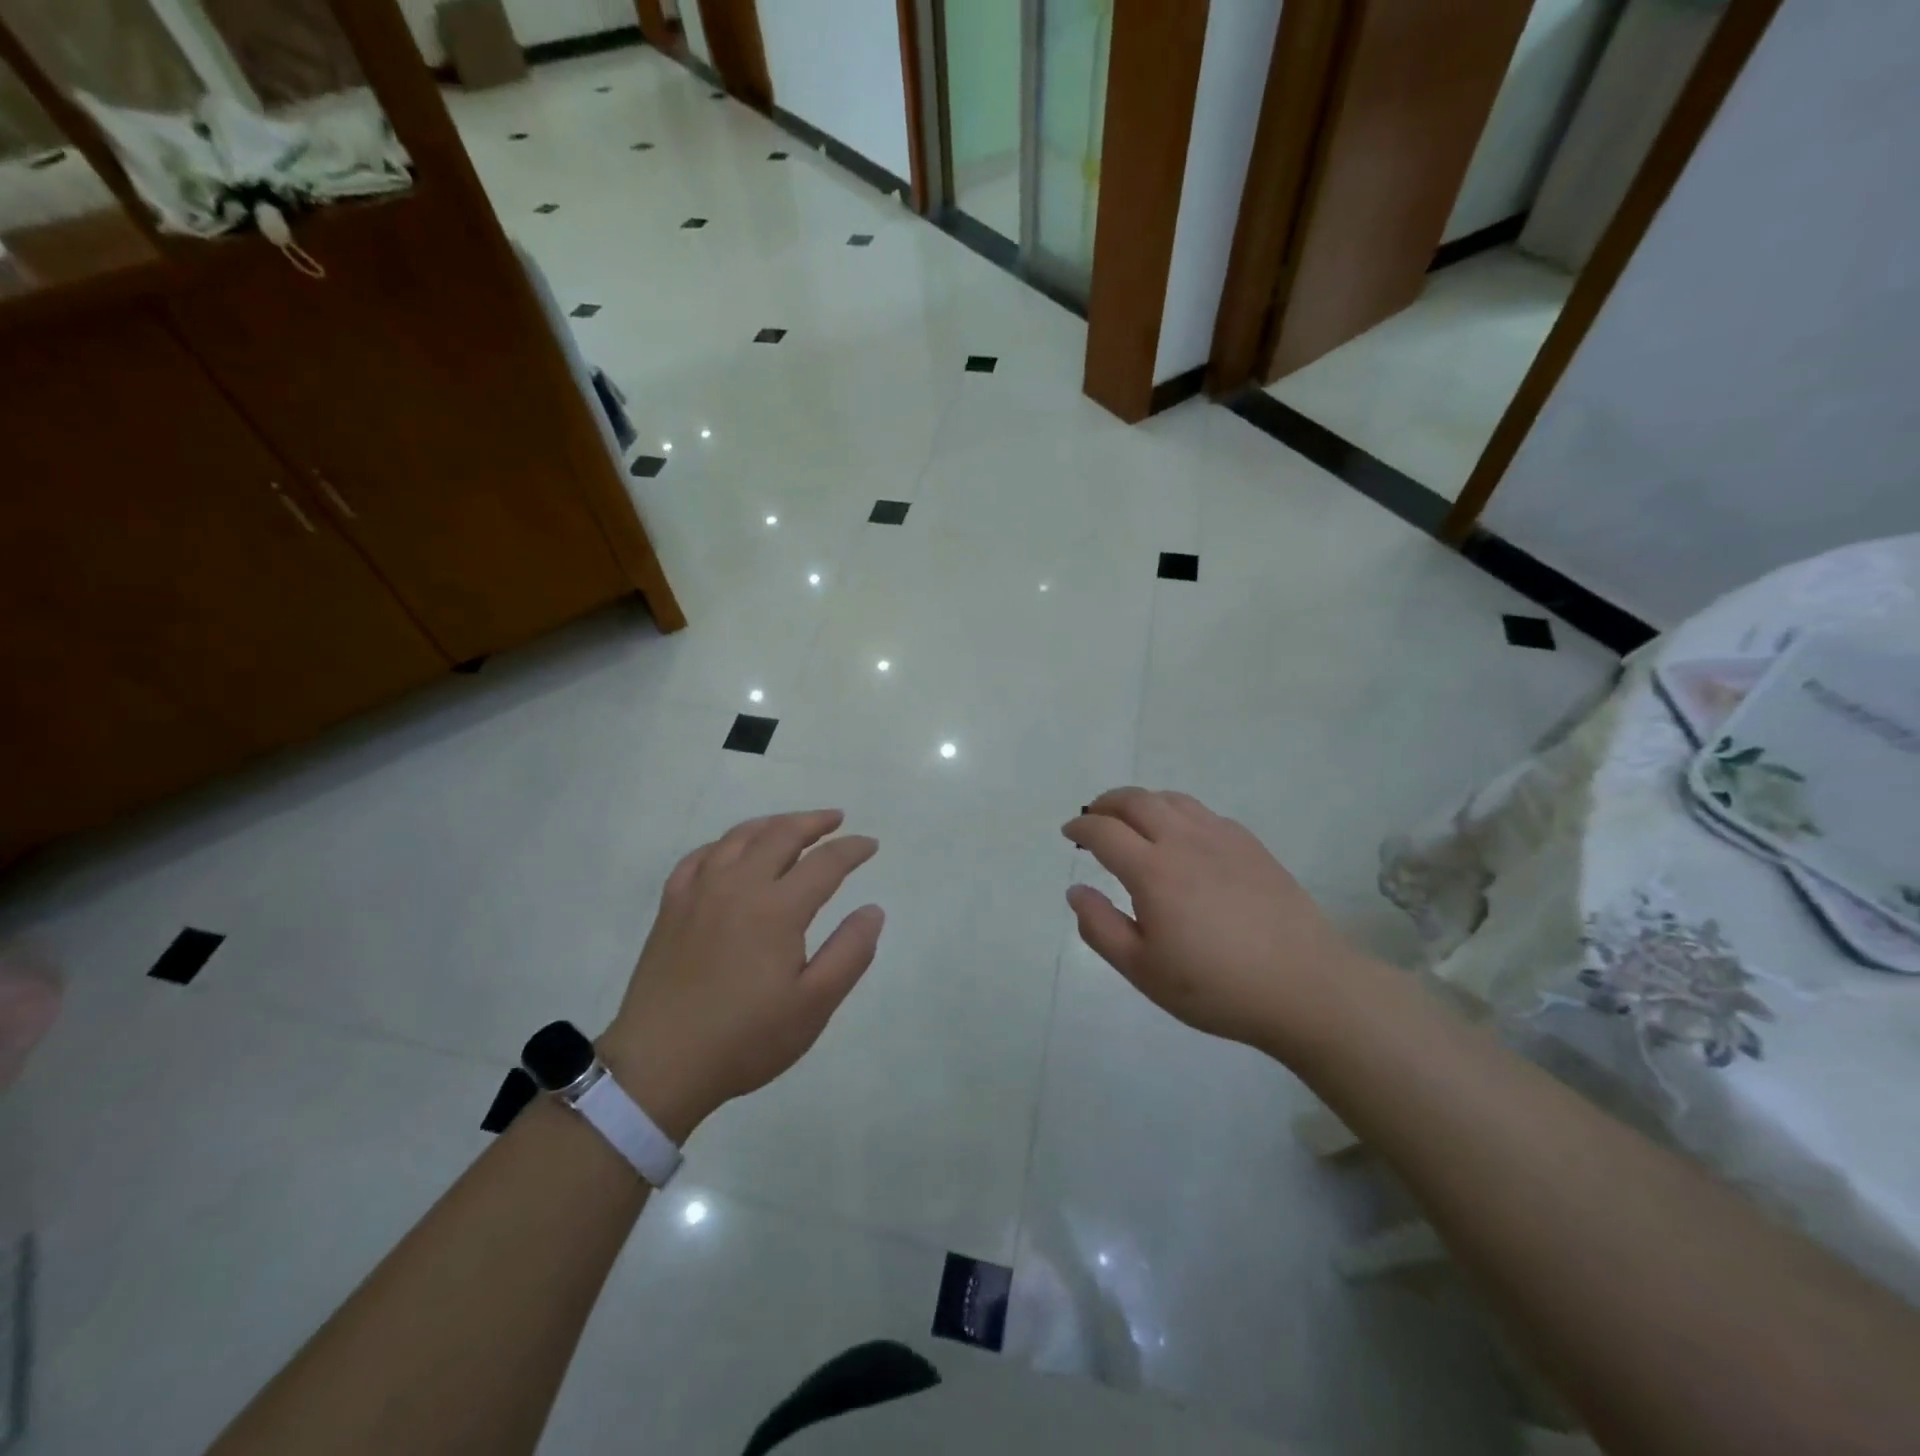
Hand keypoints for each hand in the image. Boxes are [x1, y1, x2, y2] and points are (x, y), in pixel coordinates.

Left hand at [602, 810, 883, 1140]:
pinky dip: (724, 845)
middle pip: (781, 834)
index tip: (870, 845)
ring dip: (772, 824)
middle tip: (836, 820)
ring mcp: (699, 892)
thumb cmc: (746, 1038)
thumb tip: (873, 910)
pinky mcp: (671, 907)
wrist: (660, 1065)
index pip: (825, 862)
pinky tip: (731, 852)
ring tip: (791, 826)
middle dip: (814, 822)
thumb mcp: (814, 1005)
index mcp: (777, 908)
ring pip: (739, 837)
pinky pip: (699, 857)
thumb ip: (850, 952)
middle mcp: (738, 886)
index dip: (852, 849)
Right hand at [1063, 788, 1371, 1056]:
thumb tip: (1075, 890)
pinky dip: (1177, 812)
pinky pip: (1203, 812)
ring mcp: (1222, 838)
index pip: (1104, 832)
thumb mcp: (1143, 971)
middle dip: (1106, 803)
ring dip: (1142, 801)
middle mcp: (1184, 841)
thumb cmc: (1216, 986)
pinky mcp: (1251, 845)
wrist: (1305, 987)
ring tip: (1132, 820)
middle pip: (1136, 800)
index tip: (1069, 833)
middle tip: (1093, 816)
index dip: (1081, 828)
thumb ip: (1100, 927)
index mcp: (1153, 871)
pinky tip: (1182, 836)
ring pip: (1171, 799)